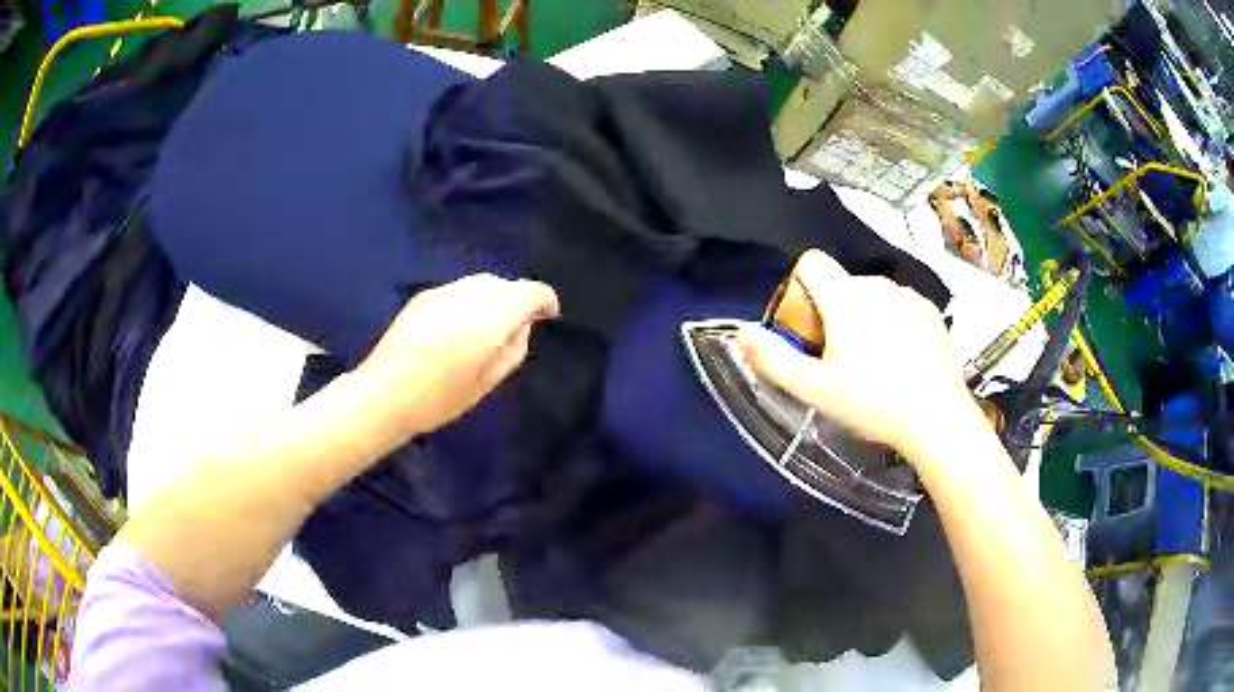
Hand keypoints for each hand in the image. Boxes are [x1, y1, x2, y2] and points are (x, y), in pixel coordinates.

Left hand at [352, 274, 558, 439]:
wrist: (383, 393)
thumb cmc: (439, 399)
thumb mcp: (486, 383)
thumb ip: (512, 351)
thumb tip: (522, 327)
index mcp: (491, 317)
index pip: (530, 292)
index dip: (545, 300)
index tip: (549, 315)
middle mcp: (469, 295)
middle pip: (504, 284)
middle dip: (517, 298)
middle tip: (518, 325)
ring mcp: (443, 292)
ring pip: (481, 282)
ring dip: (494, 296)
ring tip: (489, 325)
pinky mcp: (423, 297)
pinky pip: (458, 290)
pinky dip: (470, 299)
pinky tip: (460, 325)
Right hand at [738, 250, 979, 461]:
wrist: (937, 419)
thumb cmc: (873, 404)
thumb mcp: (816, 390)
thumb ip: (773, 358)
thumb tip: (741, 331)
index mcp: (847, 298)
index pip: (811, 262)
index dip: (800, 288)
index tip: (808, 327)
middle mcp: (878, 285)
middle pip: (841, 283)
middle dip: (832, 311)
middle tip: (840, 359)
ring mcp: (908, 295)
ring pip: (871, 294)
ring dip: (864, 316)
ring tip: (875, 362)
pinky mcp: (931, 310)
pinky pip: (899, 303)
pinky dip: (892, 321)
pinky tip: (902, 358)